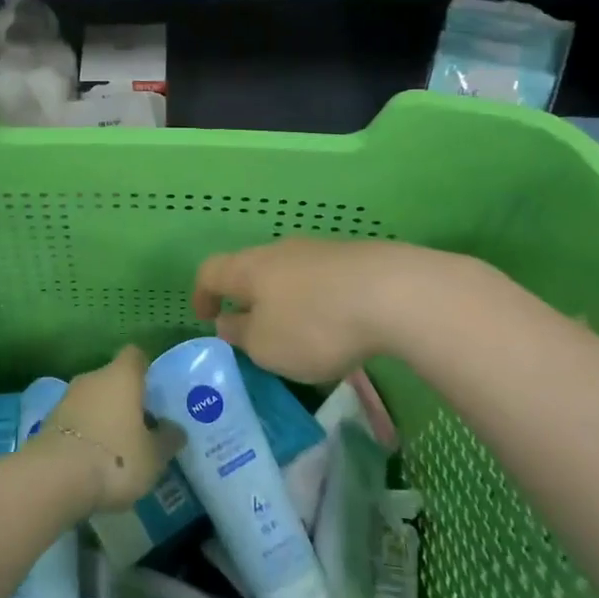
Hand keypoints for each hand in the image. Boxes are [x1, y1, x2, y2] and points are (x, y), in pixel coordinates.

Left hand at [30, 345, 184, 513]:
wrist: (54, 479)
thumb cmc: (115, 459)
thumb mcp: (154, 456)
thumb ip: (167, 439)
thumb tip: (175, 429)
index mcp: (121, 376)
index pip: (135, 355)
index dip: (145, 369)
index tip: (154, 390)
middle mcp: (92, 378)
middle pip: (112, 379)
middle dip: (124, 398)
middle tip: (140, 426)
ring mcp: (66, 399)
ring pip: (91, 400)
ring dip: (102, 417)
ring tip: (117, 447)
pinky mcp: (47, 422)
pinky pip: (74, 421)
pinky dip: (84, 434)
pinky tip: (92, 460)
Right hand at [192, 238, 454, 383]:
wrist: (396, 293)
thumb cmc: (314, 324)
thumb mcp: (266, 346)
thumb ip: (241, 335)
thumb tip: (228, 322)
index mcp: (249, 268)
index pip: (211, 272)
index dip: (202, 294)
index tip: (205, 316)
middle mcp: (279, 251)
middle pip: (252, 269)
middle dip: (248, 297)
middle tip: (252, 329)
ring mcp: (321, 251)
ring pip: (290, 273)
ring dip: (286, 300)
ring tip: (298, 332)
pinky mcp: (357, 259)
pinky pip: (324, 280)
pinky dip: (319, 301)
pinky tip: (337, 325)